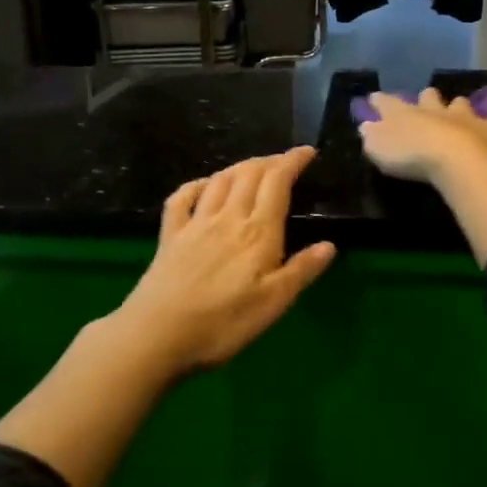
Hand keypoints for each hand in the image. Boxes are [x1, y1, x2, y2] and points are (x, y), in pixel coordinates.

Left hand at [112, 146, 336, 374]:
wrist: (157, 334)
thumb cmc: (223, 324)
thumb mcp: (273, 304)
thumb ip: (301, 271)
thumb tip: (329, 244)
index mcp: (258, 231)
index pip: (278, 182)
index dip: (293, 161)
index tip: (308, 151)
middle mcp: (228, 217)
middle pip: (249, 174)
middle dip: (270, 161)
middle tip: (284, 161)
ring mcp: (195, 224)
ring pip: (220, 180)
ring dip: (239, 167)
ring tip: (253, 167)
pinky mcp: (170, 236)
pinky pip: (182, 198)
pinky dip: (196, 184)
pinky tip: (203, 185)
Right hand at [358, 89, 486, 184]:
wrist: (456, 160)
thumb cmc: (411, 156)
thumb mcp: (379, 149)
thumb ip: (371, 136)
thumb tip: (366, 126)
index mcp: (404, 113)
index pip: (387, 102)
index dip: (379, 101)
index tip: (375, 98)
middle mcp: (434, 109)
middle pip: (428, 96)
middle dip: (426, 99)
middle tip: (425, 104)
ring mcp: (465, 116)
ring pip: (461, 103)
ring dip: (458, 108)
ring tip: (459, 114)